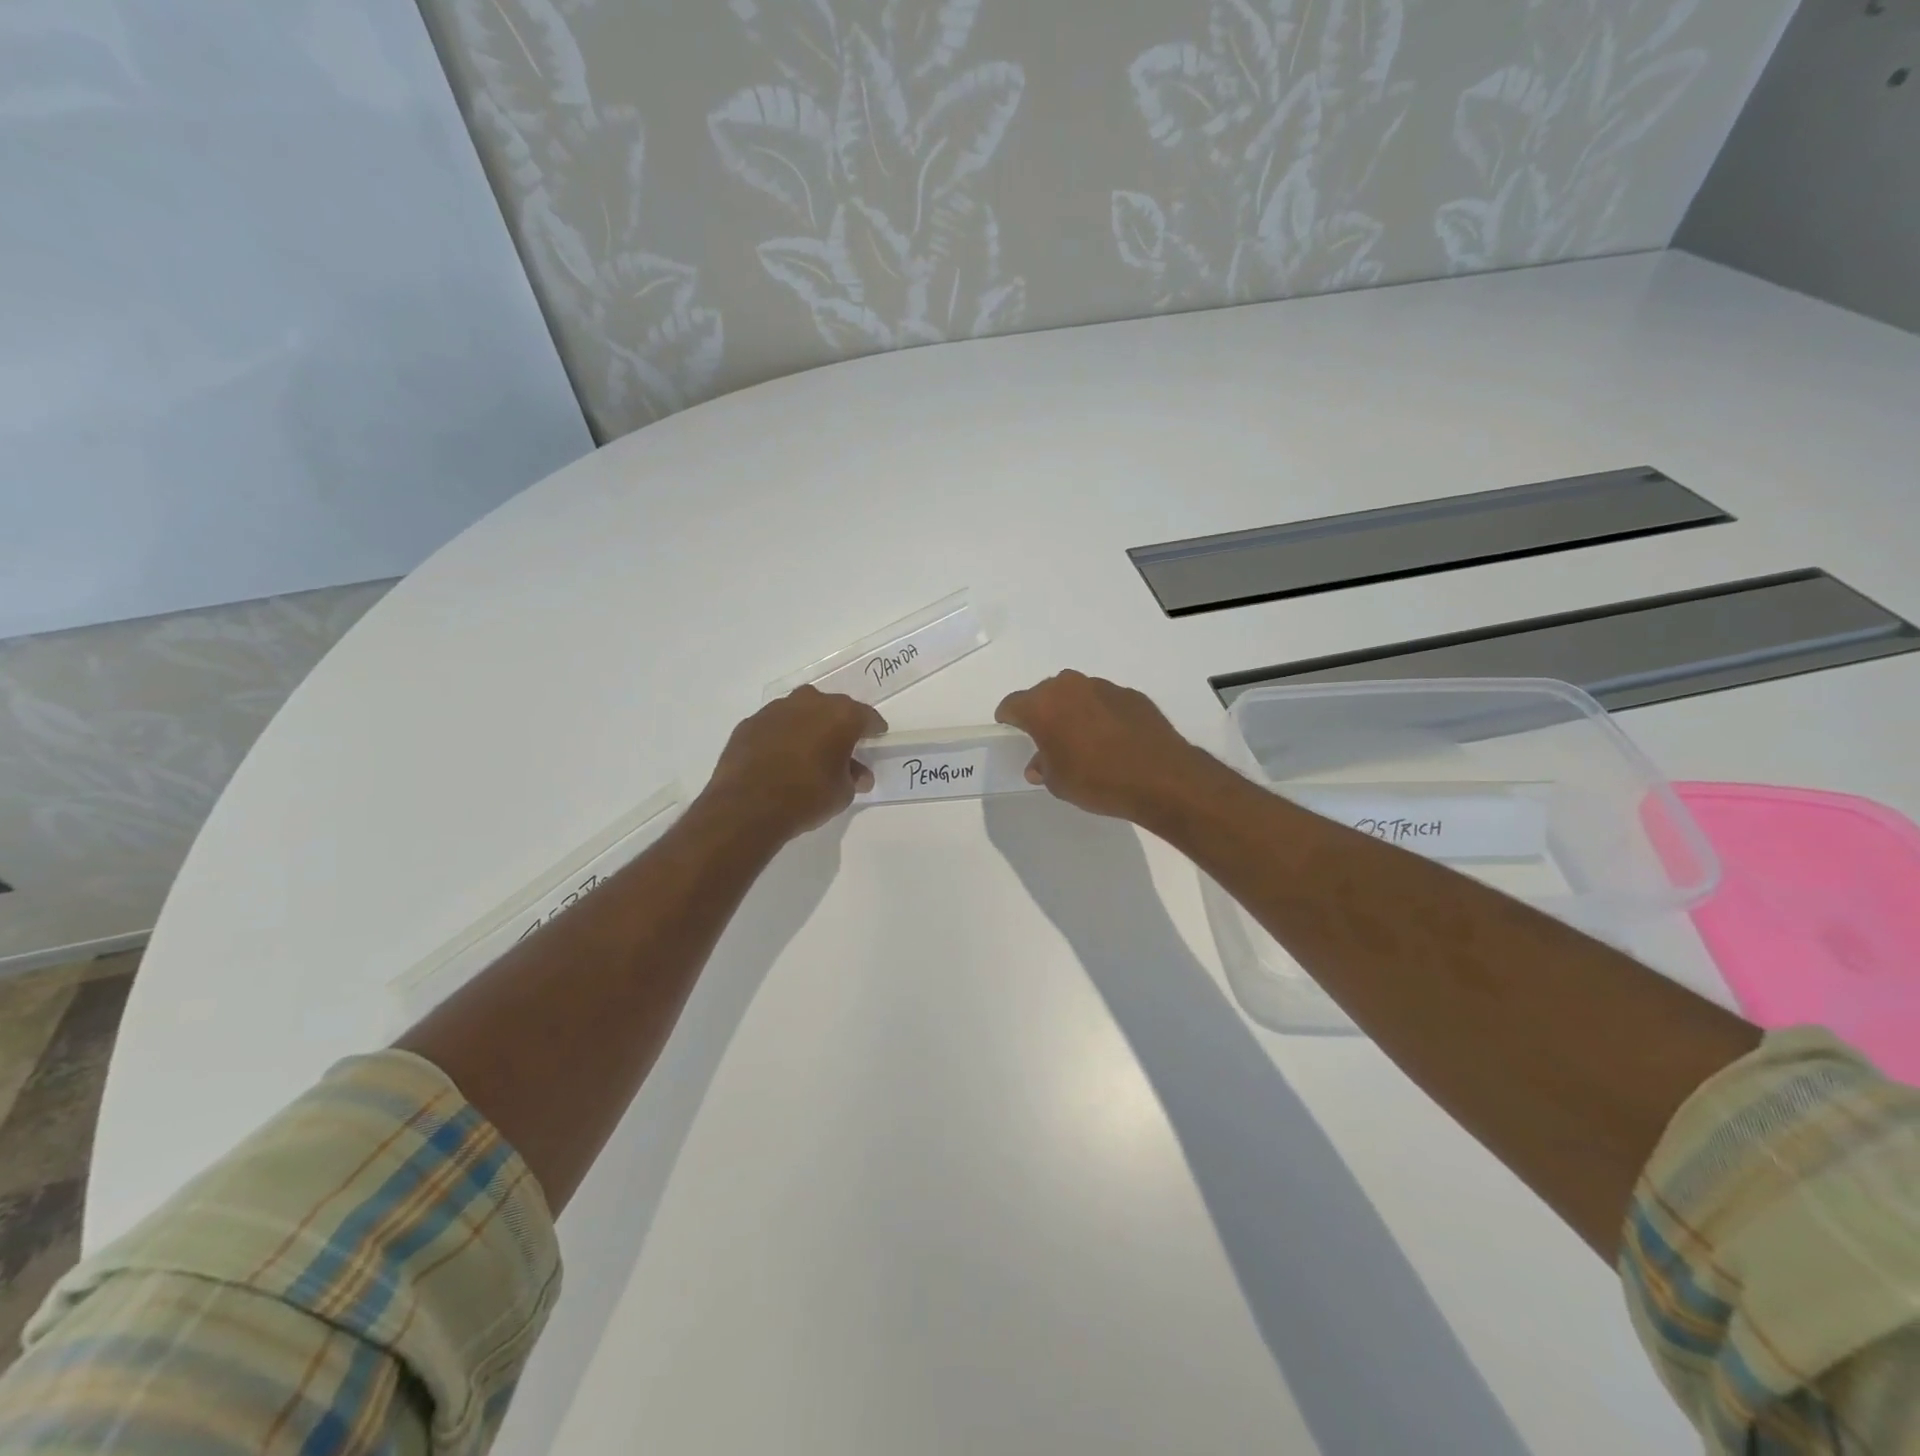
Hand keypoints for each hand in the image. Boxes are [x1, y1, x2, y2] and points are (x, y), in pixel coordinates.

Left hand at [703, 686, 886, 840]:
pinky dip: (781, 736)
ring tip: (808, 751)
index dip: (873, 729)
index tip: (876, 738)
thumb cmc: (806, 796)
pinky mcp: (749, 723)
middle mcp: (809, 703)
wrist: (747, 806)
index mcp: (841, 715)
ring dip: (808, 726)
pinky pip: (774, 725)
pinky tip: (779, 757)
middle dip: (839, 723)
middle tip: (841, 745)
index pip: (866, 716)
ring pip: (800, 711)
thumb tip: (857, 774)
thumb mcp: (842, 793)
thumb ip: (853, 777)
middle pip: (832, 707)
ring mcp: (775, 710)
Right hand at [994, 670, 1216, 824]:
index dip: (1009, 719)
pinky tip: (1113, 740)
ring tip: (1084, 740)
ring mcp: (1104, 687)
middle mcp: (1070, 687)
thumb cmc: (1097, 780)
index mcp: (1042, 705)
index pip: (1012, 704)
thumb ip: (1043, 767)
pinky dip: (1103, 715)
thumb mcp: (1058, 783)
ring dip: (1074, 711)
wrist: (1160, 777)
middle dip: (1042, 713)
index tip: (1011, 731)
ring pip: (1077, 694)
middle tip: (1048, 739)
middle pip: (1045, 694)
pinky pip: (1106, 702)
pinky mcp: (1132, 695)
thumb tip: (1040, 763)